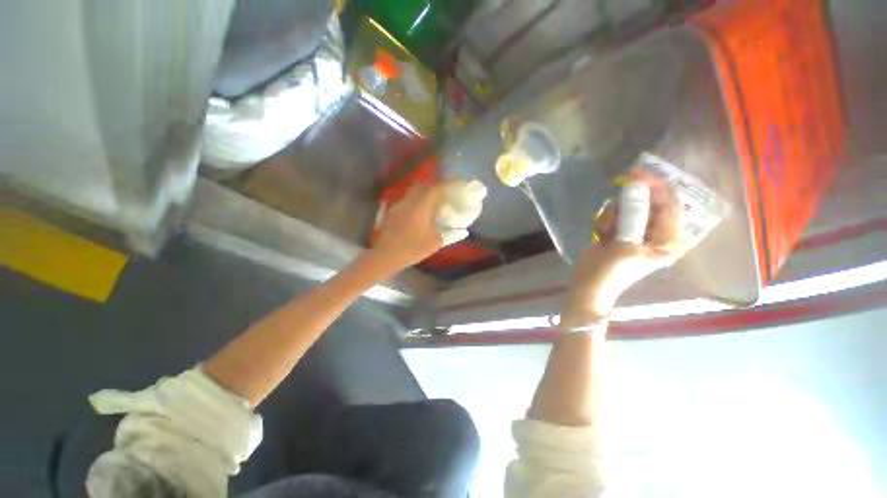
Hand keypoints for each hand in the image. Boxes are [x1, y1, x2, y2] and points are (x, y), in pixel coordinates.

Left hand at [371, 180, 484, 271]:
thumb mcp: (435, 242)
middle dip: (436, 186)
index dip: (449, 184)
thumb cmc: (412, 248)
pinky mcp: (392, 212)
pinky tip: (419, 212)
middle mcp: (409, 201)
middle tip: (446, 192)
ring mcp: (398, 205)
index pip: (437, 188)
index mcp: (421, 206)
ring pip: (413, 192)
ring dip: (425, 193)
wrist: (385, 256)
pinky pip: (407, 200)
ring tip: (434, 201)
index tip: (458, 184)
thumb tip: (459, 230)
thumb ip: (448, 233)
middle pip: (424, 186)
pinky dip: (416, 201)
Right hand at [562, 174, 685, 324]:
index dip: (656, 187)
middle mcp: (656, 233)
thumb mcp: (625, 246)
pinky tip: (601, 233)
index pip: (669, 206)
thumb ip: (632, 217)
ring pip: (630, 208)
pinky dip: (607, 219)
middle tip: (618, 189)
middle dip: (631, 201)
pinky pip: (616, 215)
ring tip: (605, 231)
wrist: (588, 284)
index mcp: (667, 240)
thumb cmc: (610, 272)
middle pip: (649, 204)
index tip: (637, 173)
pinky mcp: (620, 232)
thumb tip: (635, 187)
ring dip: (615, 213)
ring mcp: (637, 232)